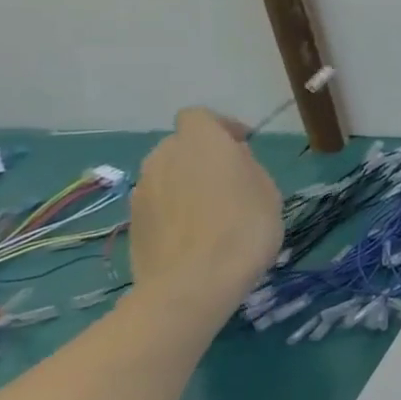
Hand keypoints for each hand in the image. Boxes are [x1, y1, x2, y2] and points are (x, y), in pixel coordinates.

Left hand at [129, 108, 282, 313]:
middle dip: (202, 156)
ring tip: (214, 210)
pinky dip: (175, 209)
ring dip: (187, 183)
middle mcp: (163, 158)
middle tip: (231, 180)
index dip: (222, 126)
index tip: (243, 145)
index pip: (199, 117)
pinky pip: (158, 203)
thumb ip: (246, 166)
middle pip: (180, 145)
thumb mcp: (268, 190)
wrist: (193, 283)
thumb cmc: (244, 227)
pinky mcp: (133, 222)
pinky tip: (196, 234)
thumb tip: (231, 160)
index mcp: (200, 142)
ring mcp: (142, 191)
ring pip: (167, 175)